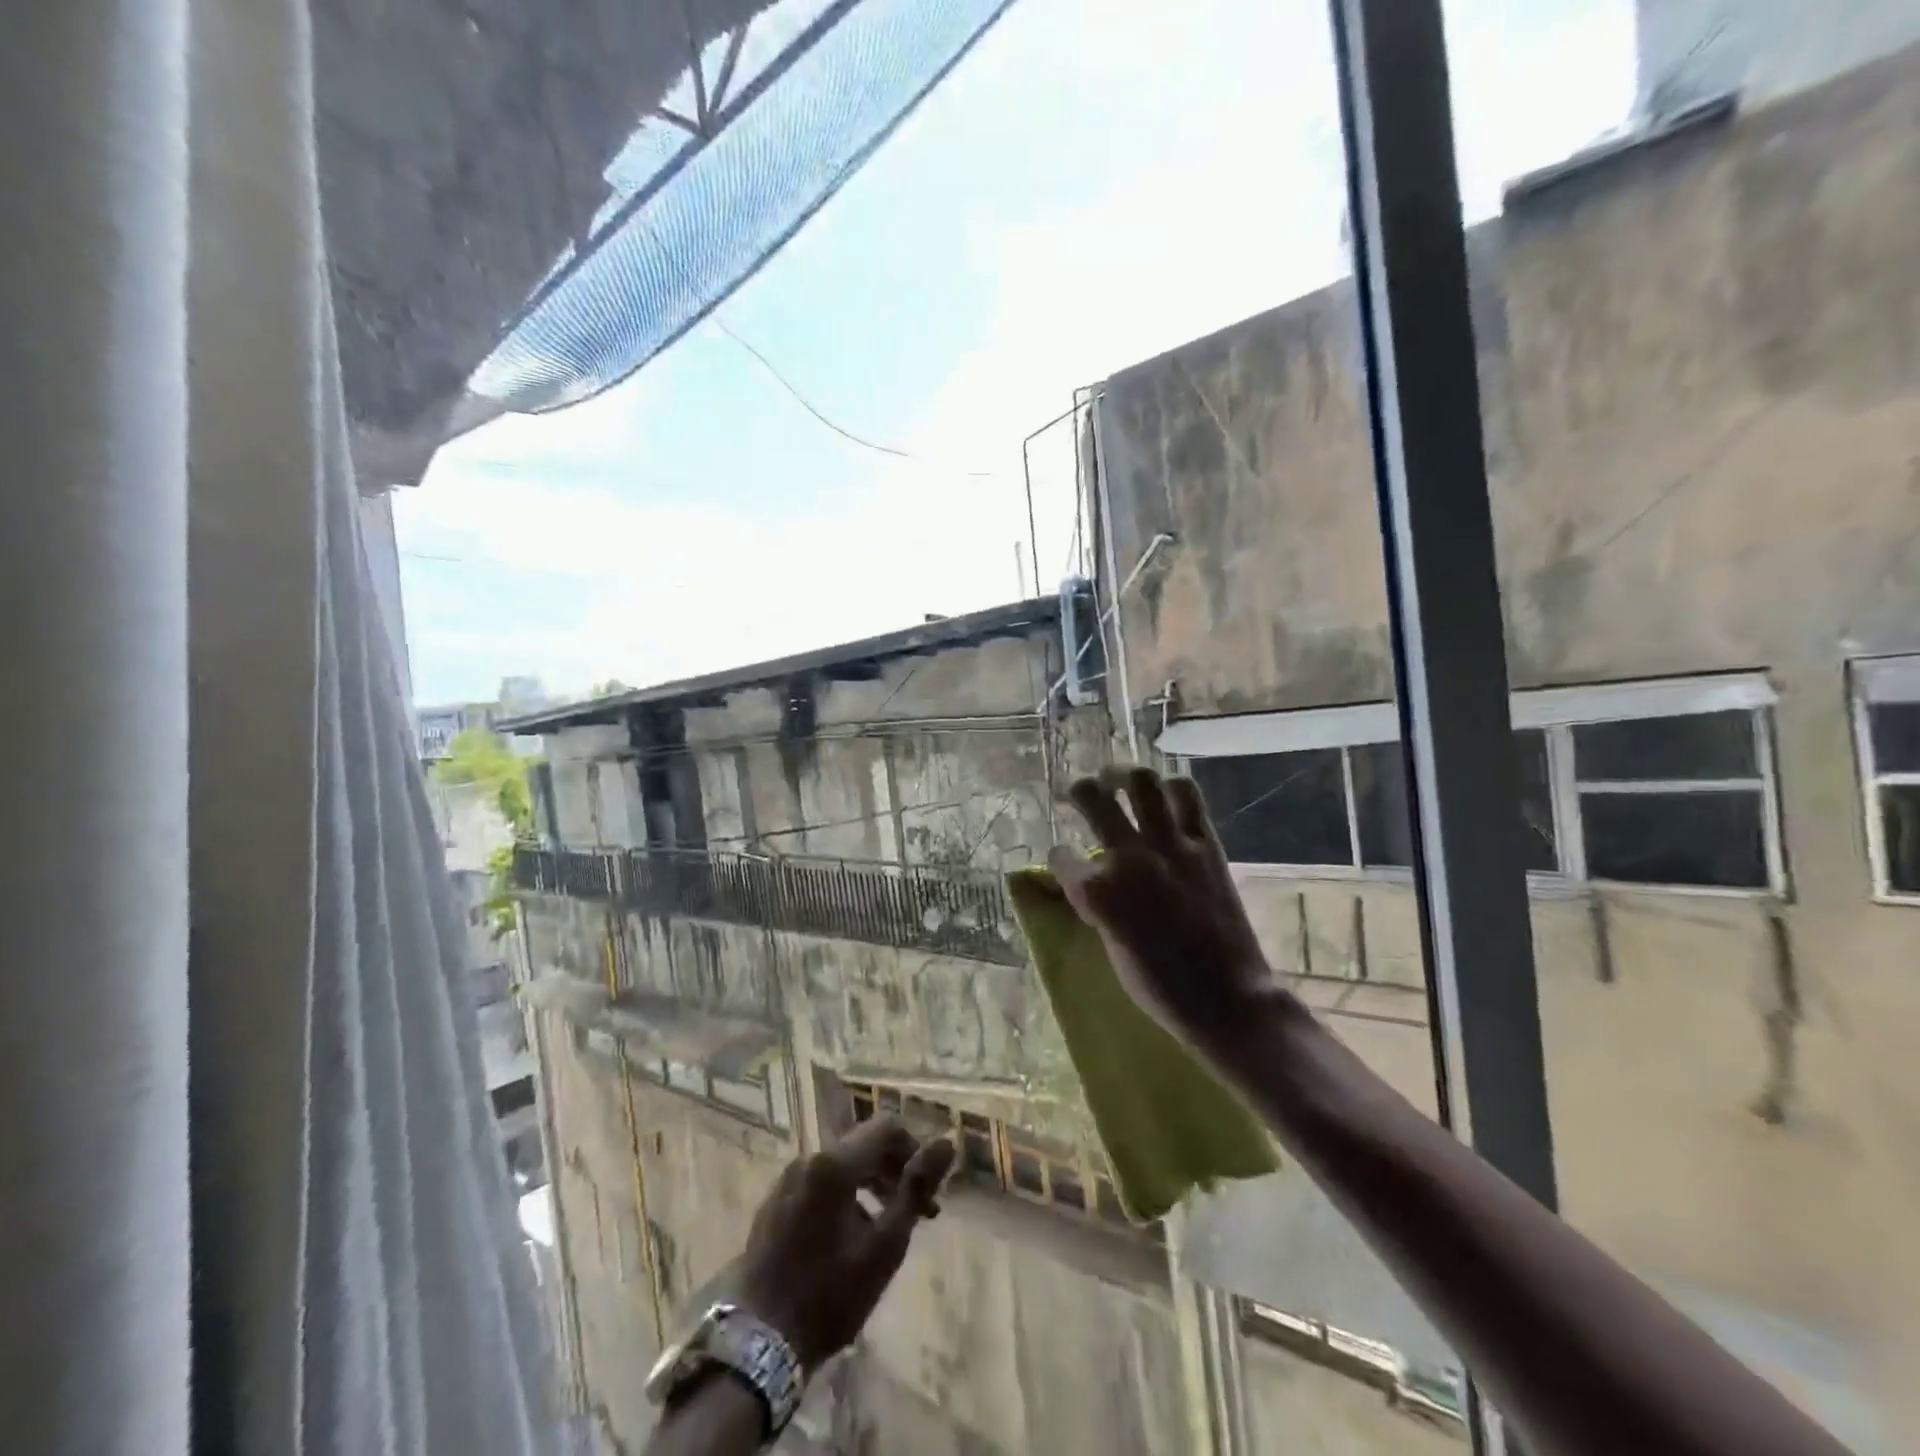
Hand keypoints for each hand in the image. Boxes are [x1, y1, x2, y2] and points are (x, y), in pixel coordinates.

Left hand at [738, 1116, 954, 1371]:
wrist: (759, 1343)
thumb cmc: (830, 1295)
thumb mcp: (884, 1246)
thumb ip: (916, 1189)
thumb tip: (947, 1142)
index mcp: (834, 1163)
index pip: (886, 1127)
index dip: (914, 1150)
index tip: (929, 1189)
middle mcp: (808, 1159)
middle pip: (863, 1144)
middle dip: (895, 1169)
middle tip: (919, 1211)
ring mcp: (787, 1180)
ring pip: (842, 1164)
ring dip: (872, 1183)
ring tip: (890, 1225)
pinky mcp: (775, 1203)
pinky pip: (819, 1182)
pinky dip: (845, 1195)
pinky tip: (853, 1235)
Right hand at [1049, 767, 1281, 1055]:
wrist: (1226, 997)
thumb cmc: (1159, 987)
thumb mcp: (1110, 948)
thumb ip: (1097, 906)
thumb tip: (1093, 882)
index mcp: (1096, 892)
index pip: (1060, 856)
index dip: (1060, 859)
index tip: (1065, 862)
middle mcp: (1127, 858)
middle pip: (1092, 797)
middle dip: (1079, 790)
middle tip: (1081, 791)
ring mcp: (1168, 846)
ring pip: (1141, 782)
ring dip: (1124, 774)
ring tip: (1120, 778)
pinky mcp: (1205, 845)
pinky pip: (1187, 797)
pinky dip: (1173, 788)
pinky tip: (1164, 794)